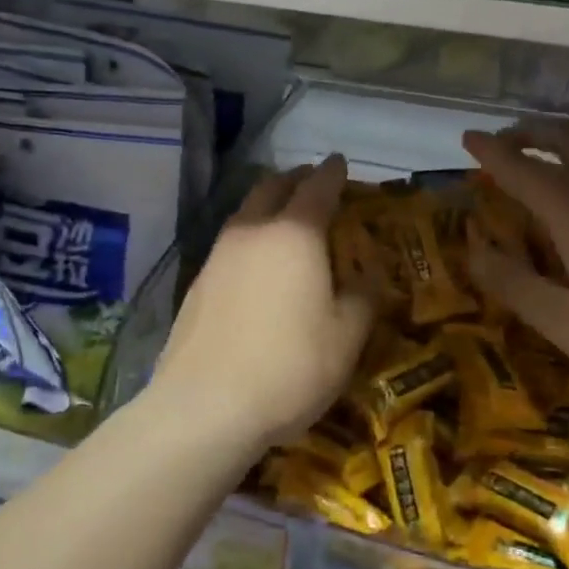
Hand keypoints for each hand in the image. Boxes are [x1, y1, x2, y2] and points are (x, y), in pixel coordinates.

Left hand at [149, 155, 372, 449]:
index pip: (318, 186)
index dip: (333, 172)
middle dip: (296, 178)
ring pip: (246, 211)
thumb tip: (370, 275)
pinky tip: (257, 263)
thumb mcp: (346, 337)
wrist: (204, 406)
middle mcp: (253, 231)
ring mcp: (218, 254)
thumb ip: (363, 297)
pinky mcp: (198, 281)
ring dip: (269, 204)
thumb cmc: (289, 367)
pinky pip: (231, 241)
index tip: (340, 162)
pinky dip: (250, 236)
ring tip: (286, 219)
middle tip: (314, 183)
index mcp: (295, 234)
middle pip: (273, 186)